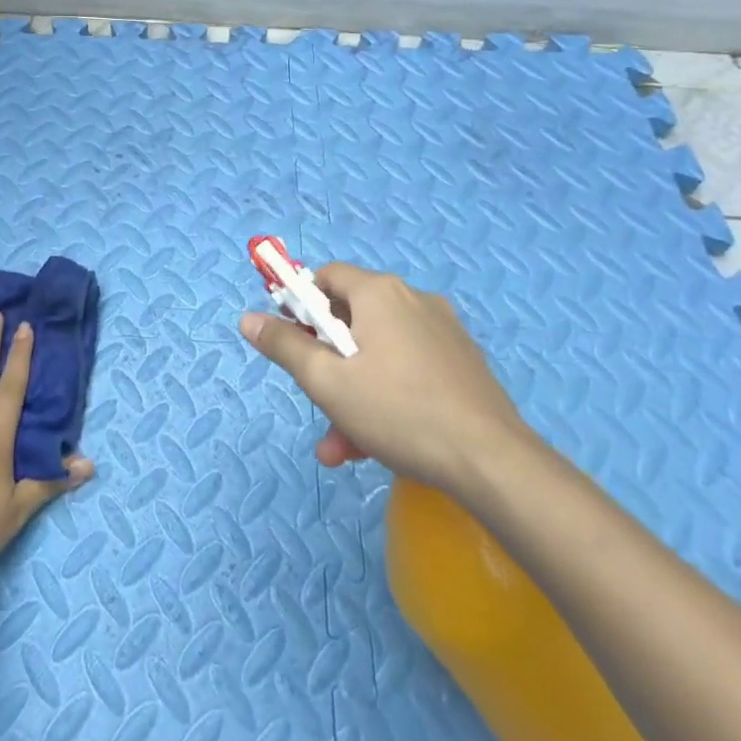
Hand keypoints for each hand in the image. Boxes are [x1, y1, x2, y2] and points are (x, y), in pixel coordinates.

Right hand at [239, 262, 533, 496]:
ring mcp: (443, 332)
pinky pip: (408, 370)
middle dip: (326, 362)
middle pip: (352, 319)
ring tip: (341, 445)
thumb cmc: (398, 412)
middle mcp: (413, 300)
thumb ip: (285, 346)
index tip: (291, 340)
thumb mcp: (328, 382)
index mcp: (380, 293)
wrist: (493, 463)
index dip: (301, 304)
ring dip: (352, 391)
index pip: (327, 277)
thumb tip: (248, 318)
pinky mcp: (462, 364)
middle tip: (315, 399)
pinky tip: (378, 444)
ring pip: (379, 354)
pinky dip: (386, 397)